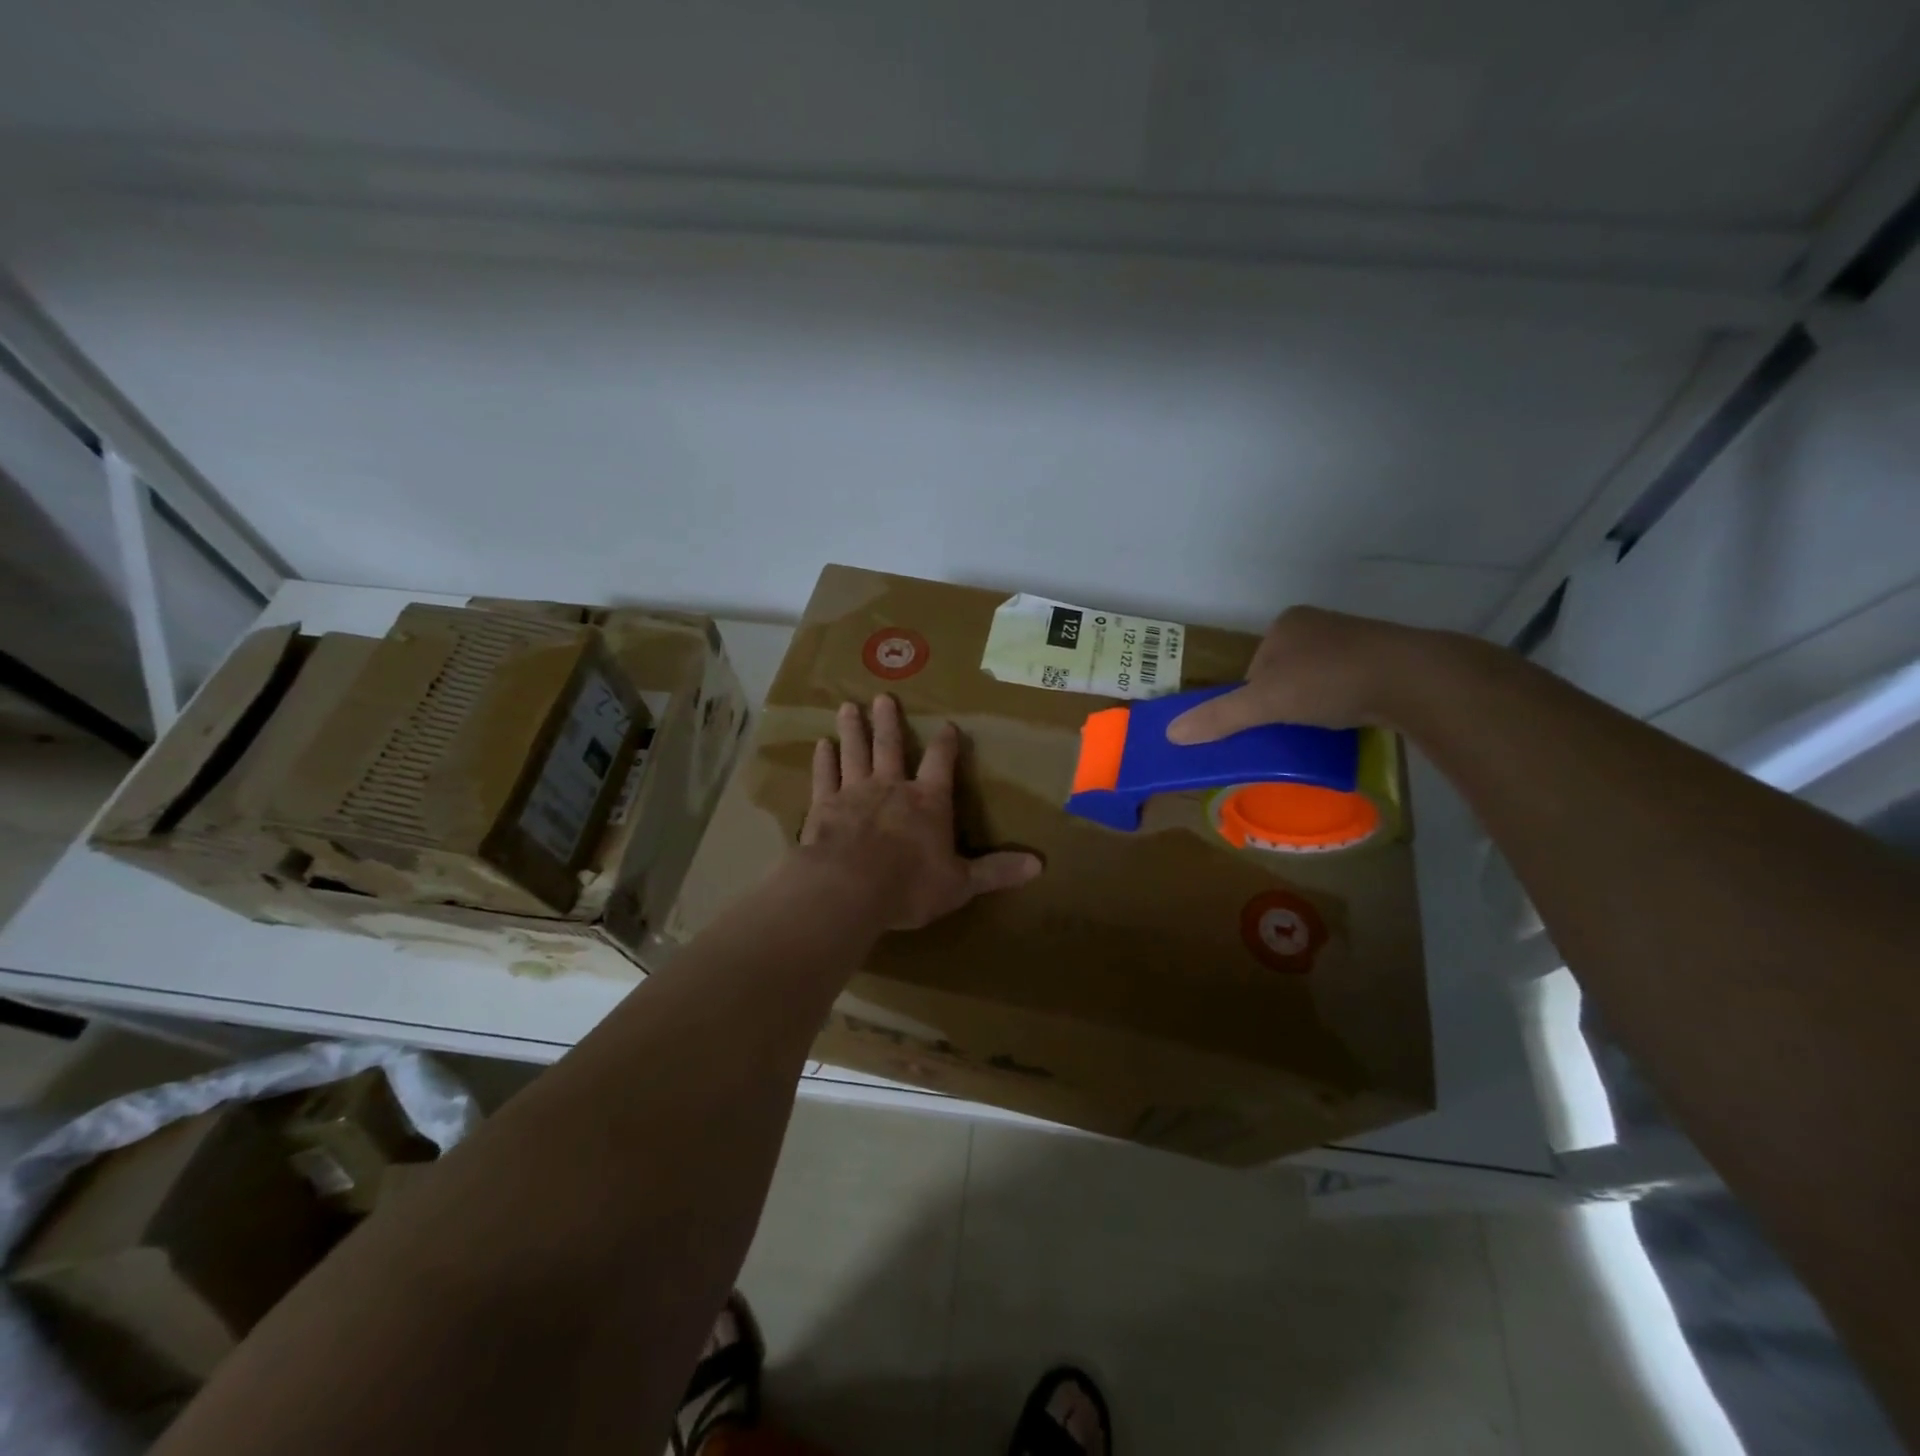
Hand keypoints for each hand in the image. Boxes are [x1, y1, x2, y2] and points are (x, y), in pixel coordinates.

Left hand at [800, 695, 1041, 930]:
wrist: (847, 889)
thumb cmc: (909, 886)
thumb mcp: (960, 884)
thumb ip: (996, 871)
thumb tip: (1039, 865)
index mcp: (928, 802)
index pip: (941, 763)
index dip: (946, 744)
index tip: (947, 726)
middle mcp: (891, 787)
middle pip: (891, 747)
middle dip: (888, 722)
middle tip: (882, 697)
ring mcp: (854, 792)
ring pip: (855, 752)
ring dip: (853, 730)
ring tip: (847, 707)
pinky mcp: (824, 806)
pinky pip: (825, 776)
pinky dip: (824, 760)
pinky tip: (821, 745)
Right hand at [1166, 606, 1426, 743]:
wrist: (1413, 678)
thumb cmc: (1329, 681)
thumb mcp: (1265, 703)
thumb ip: (1220, 717)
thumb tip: (1170, 733)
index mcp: (1286, 624)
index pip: (1254, 668)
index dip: (1253, 698)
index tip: (1266, 721)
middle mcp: (1319, 623)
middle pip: (1284, 673)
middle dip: (1285, 700)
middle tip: (1293, 727)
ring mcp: (1356, 637)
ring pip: (1317, 678)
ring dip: (1316, 701)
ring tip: (1324, 725)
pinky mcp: (1386, 656)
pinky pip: (1350, 681)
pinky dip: (1345, 700)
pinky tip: (1352, 716)